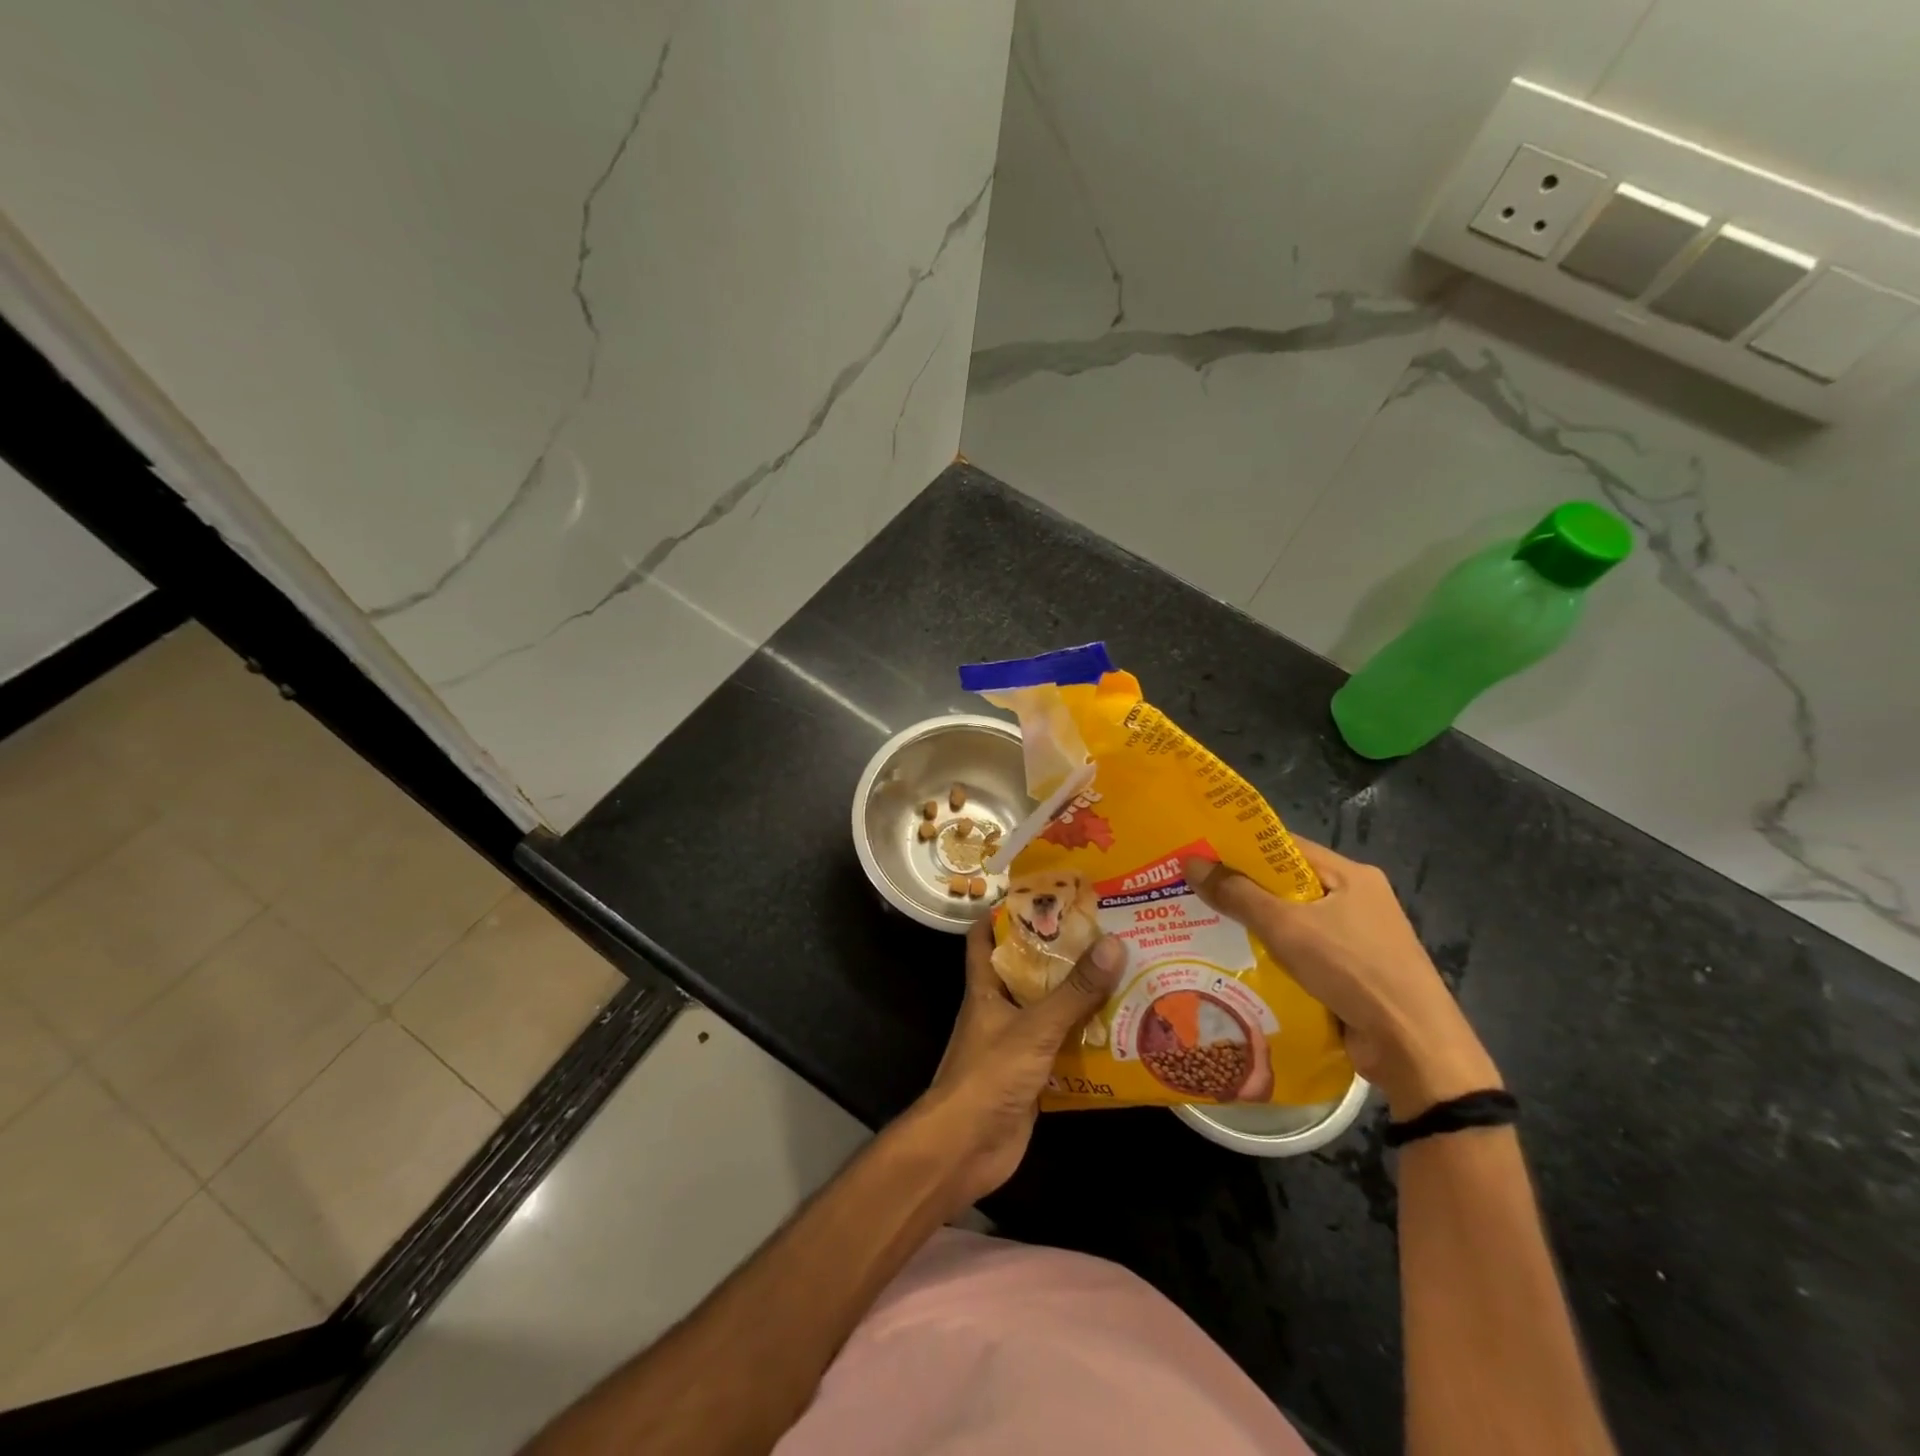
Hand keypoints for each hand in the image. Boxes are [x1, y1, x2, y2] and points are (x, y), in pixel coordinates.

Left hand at [907, 918, 1123, 1214]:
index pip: (984, 937)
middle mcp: (999, 1009)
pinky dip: (1087, 1040)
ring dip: (1080, 998)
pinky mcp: (1033, 1076)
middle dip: (1060, 953)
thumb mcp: (1034, 1028)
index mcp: (986, 987)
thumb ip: (1074, 992)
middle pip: (1028, 971)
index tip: (1042, 892)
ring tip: (1124, 973)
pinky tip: (1123, 1032)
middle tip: (1104, 931)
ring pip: (1050, 1010)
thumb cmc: (989, 1076)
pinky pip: (1064, 1048)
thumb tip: (1113, 944)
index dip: (1004, 912)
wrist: (966, 1150)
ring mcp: (1016, 1044)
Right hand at [1182, 840, 1499, 1118]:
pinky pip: (1303, 954)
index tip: (1200, 853)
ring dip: (1255, 928)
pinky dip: (1274, 957)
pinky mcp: (1354, 975)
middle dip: (1241, 891)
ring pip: (1293, 923)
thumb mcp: (1287, 927)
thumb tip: (1190, 861)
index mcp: (1350, 875)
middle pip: (1287, 885)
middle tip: (1192, 892)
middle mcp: (1356, 900)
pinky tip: (1237, 964)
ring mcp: (1358, 939)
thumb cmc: (1353, 970)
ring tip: (1203, 926)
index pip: (1286, 847)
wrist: (1414, 1048)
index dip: (1242, 848)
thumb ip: (1238, 894)